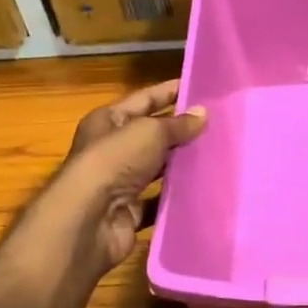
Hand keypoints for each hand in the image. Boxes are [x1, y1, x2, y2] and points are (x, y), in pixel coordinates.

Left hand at [35, 80, 205, 277]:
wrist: (89, 220)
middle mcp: (111, 149)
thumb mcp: (149, 132)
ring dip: (182, 163)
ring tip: (218, 155)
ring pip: (157, 168)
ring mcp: (120, 182)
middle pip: (152, 134)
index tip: (201, 87)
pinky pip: (159, 200)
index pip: (144, 99)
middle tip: (219, 124)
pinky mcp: (129, 212)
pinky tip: (203, 189)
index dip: (170, 91)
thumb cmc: (114, 161)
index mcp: (108, 121)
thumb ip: (178, 124)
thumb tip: (203, 113)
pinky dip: (177, 196)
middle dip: (181, 130)